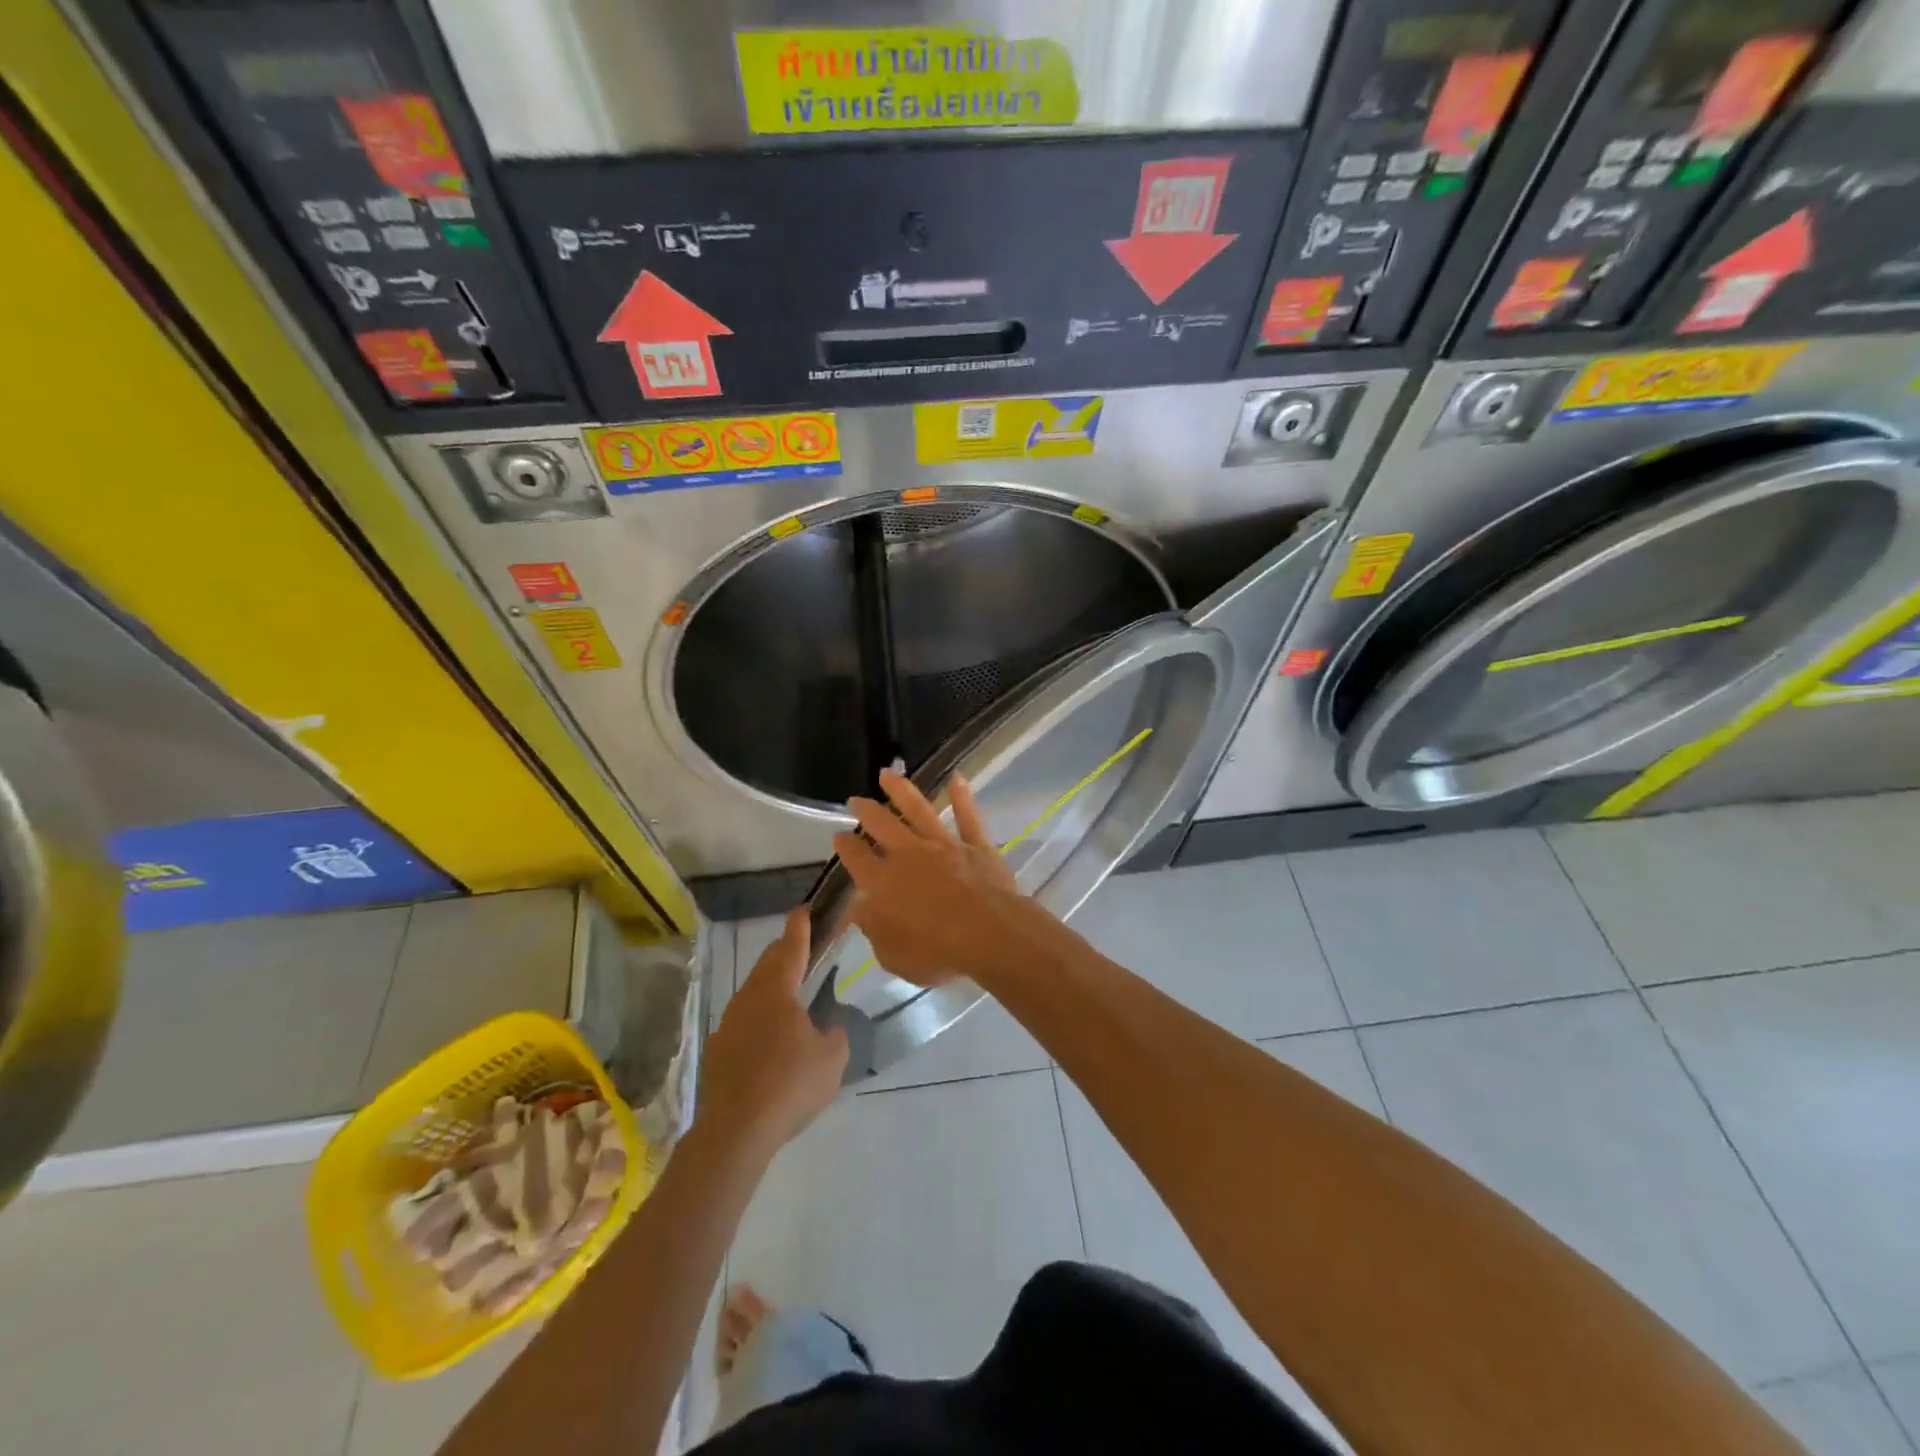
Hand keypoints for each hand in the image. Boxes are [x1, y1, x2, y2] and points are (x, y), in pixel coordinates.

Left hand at [698, 908, 847, 1161]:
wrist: (735, 1132)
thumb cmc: (789, 1085)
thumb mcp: (833, 1058)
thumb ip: (836, 1034)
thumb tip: (829, 1028)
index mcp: (777, 990)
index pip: (791, 947)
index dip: (800, 926)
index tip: (804, 909)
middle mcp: (749, 998)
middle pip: (768, 964)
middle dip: (785, 952)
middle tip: (803, 948)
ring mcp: (728, 1024)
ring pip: (753, 991)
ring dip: (772, 985)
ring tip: (792, 994)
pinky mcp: (718, 1050)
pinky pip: (744, 1020)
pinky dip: (761, 1017)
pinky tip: (771, 1039)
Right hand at [832, 769, 1033, 988]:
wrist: (989, 934)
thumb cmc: (937, 952)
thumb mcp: (893, 955)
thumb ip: (874, 929)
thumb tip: (859, 909)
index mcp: (883, 882)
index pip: (857, 859)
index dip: (845, 847)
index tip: (838, 837)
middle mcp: (909, 855)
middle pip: (882, 825)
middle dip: (866, 811)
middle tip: (856, 800)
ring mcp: (944, 845)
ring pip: (919, 810)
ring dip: (902, 790)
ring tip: (887, 774)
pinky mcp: (976, 845)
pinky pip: (968, 817)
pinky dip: (962, 797)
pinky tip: (957, 779)